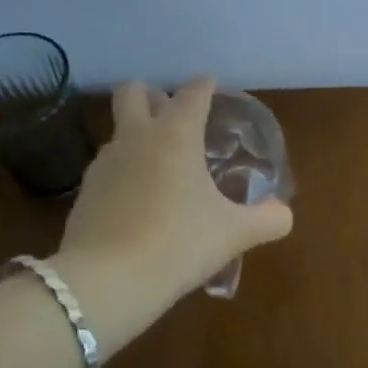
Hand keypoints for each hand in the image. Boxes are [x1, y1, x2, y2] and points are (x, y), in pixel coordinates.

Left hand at [58, 77, 293, 301]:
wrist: (106, 281)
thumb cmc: (178, 244)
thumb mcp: (234, 234)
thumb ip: (267, 219)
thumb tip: (283, 214)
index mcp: (176, 135)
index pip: (192, 93)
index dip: (205, 86)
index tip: (212, 86)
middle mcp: (136, 137)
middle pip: (133, 92)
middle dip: (152, 93)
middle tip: (172, 114)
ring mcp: (105, 162)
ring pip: (118, 130)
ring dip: (137, 134)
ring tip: (160, 164)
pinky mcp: (85, 191)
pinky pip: (108, 167)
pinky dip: (124, 171)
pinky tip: (138, 200)